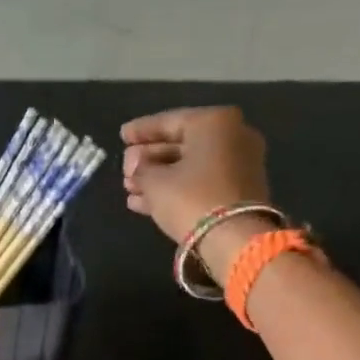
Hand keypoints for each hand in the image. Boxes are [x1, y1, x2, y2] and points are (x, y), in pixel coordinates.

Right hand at [120, 107, 273, 244]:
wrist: (234, 239)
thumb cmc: (191, 198)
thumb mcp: (155, 182)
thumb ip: (140, 168)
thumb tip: (136, 166)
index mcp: (214, 122)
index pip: (169, 121)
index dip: (141, 130)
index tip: (121, 136)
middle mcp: (232, 136)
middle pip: (181, 143)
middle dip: (149, 157)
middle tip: (125, 168)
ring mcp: (238, 164)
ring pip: (189, 166)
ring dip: (157, 176)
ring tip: (129, 188)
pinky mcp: (237, 190)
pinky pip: (199, 182)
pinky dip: (174, 189)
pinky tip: (144, 202)